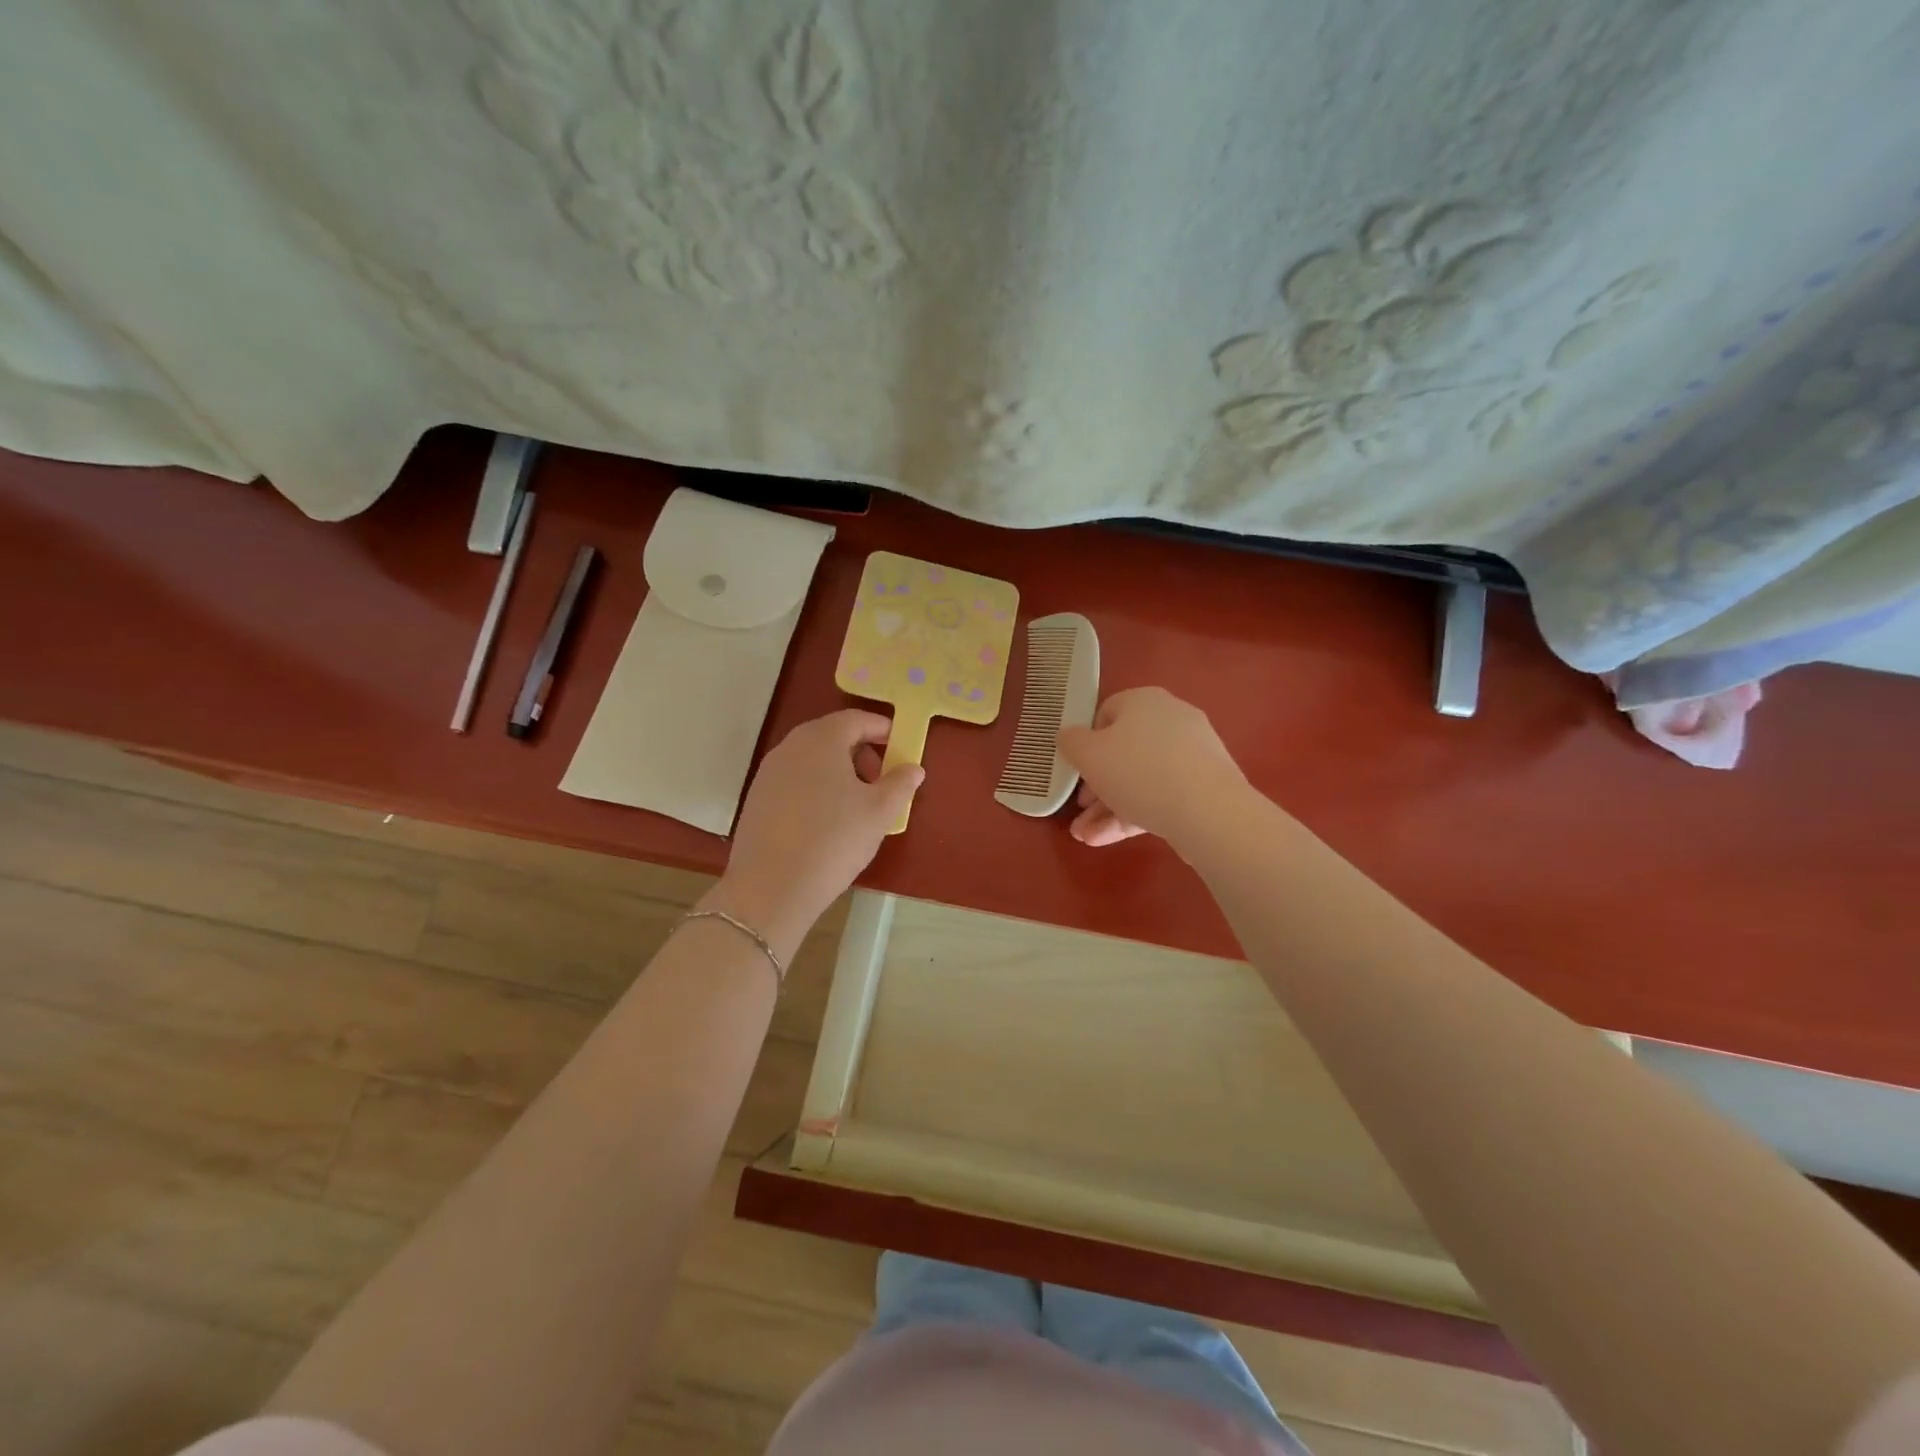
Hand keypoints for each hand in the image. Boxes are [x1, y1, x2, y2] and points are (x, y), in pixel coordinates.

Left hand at [705, 710, 922, 956]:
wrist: (771, 887)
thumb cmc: (834, 840)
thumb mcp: (880, 812)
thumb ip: (901, 783)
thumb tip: (913, 768)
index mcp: (821, 739)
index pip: (857, 719)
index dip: (882, 729)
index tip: (901, 747)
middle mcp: (791, 746)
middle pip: (832, 736)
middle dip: (861, 752)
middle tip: (881, 781)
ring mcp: (768, 772)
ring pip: (812, 759)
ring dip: (839, 771)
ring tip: (856, 806)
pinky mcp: (757, 798)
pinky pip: (795, 780)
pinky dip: (816, 788)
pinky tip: (826, 822)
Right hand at [1057, 687, 1246, 847]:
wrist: (1208, 812)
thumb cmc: (1138, 772)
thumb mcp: (1088, 755)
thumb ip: (1071, 742)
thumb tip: (1070, 736)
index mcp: (1143, 701)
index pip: (1106, 713)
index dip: (1086, 742)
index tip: (1076, 769)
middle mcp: (1171, 719)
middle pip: (1123, 751)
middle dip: (1096, 785)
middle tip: (1081, 809)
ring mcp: (1192, 753)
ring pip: (1141, 779)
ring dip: (1109, 807)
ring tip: (1085, 837)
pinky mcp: (1205, 785)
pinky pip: (1162, 795)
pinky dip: (1135, 813)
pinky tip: (1109, 839)